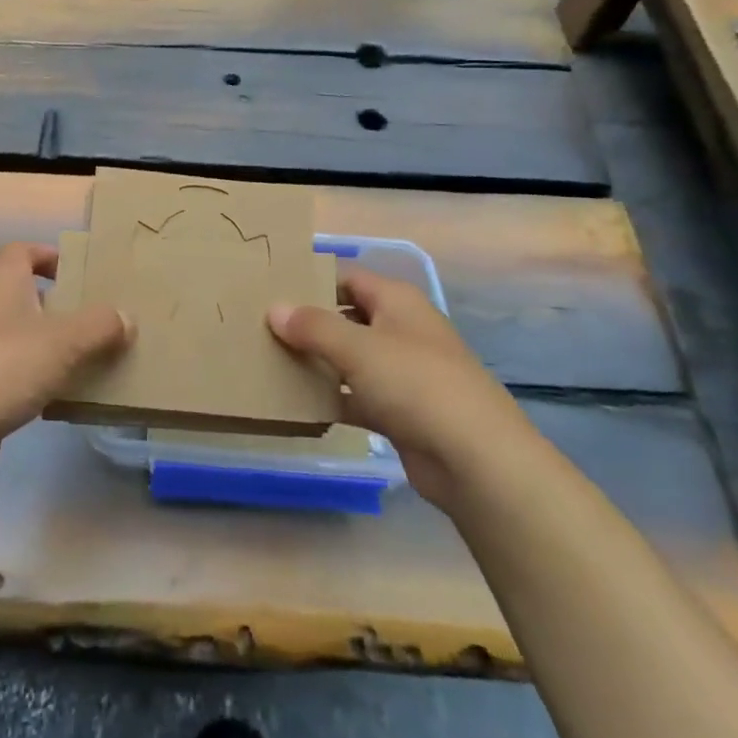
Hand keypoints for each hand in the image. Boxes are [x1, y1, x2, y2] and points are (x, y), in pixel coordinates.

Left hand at [0, 243, 132, 471]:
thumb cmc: (3, 366)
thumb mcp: (63, 341)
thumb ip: (100, 326)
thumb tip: (126, 317)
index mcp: (2, 284)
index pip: (21, 252)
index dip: (49, 255)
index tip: (81, 272)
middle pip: (27, 296)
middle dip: (62, 307)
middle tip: (99, 321)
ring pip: (23, 338)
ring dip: (54, 348)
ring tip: (92, 361)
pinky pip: (15, 375)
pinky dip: (40, 381)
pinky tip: (64, 400)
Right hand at [267, 269, 536, 512]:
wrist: (476, 460)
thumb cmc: (416, 384)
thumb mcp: (358, 348)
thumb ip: (313, 326)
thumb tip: (274, 308)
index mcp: (397, 301)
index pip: (347, 277)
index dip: (312, 279)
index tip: (270, 288)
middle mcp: (401, 329)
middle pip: (347, 316)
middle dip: (308, 322)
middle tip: (261, 326)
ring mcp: (403, 372)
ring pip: (350, 358)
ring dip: (317, 362)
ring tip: (270, 361)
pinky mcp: (400, 412)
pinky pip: (357, 396)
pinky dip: (333, 398)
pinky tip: (298, 403)